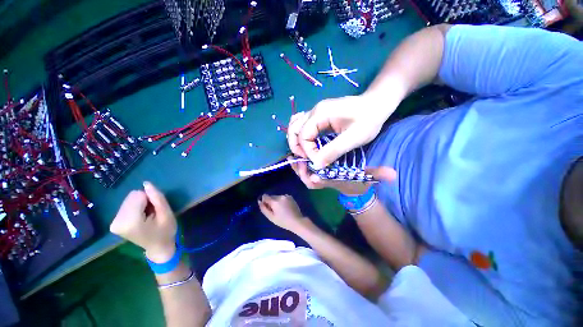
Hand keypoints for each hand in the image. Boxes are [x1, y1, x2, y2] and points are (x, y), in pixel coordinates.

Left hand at [110, 181, 176, 262]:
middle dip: (144, 201)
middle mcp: (117, 222)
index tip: (155, 210)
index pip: (138, 195)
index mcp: (130, 222)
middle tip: (151, 213)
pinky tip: (140, 217)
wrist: (158, 247)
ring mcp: (114, 223)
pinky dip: (135, 208)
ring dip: (140, 204)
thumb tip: (146, 183)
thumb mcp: (167, 214)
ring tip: (147, 216)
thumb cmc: (166, 231)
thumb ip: (157, 198)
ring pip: (129, 199)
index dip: (151, 199)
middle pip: (132, 196)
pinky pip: (126, 204)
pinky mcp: (114, 223)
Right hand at [258, 194, 306, 231]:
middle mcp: (280, 196)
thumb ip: (264, 209)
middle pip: (271, 196)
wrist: (297, 221)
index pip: (265, 196)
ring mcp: (286, 196)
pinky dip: (282, 201)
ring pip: (277, 197)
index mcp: (275, 201)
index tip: (267, 208)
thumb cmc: (283, 221)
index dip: (264, 201)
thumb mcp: (271, 217)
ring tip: (281, 210)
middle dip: (271, 202)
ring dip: (277, 201)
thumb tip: (259, 201)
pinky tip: (286, 208)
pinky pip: (283, 197)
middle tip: (275, 211)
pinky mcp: (291, 197)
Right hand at [287, 94, 392, 168]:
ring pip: (295, 127)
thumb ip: (333, 151)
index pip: (303, 136)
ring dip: (297, 142)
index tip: (319, 162)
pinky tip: (308, 143)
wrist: (377, 103)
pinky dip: (300, 136)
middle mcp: (313, 111)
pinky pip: (301, 125)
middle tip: (307, 159)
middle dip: (297, 147)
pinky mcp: (318, 116)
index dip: (308, 152)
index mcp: (320, 114)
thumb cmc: (368, 120)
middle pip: (293, 130)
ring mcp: (315, 112)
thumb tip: (316, 165)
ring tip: (306, 153)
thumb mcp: (354, 138)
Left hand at [288, 156, 395, 194]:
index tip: (312, 174)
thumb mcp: (367, 176)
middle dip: (300, 169)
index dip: (312, 180)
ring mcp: (315, 176)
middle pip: (305, 177)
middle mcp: (320, 181)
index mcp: (330, 183)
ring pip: (302, 172)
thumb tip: (392, 175)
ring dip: (297, 164)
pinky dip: (299, 160)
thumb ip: (378, 175)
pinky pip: (303, 166)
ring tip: (293, 153)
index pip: (317, 185)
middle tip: (296, 159)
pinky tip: (297, 151)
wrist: (352, 184)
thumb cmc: (357, 181)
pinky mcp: (314, 170)